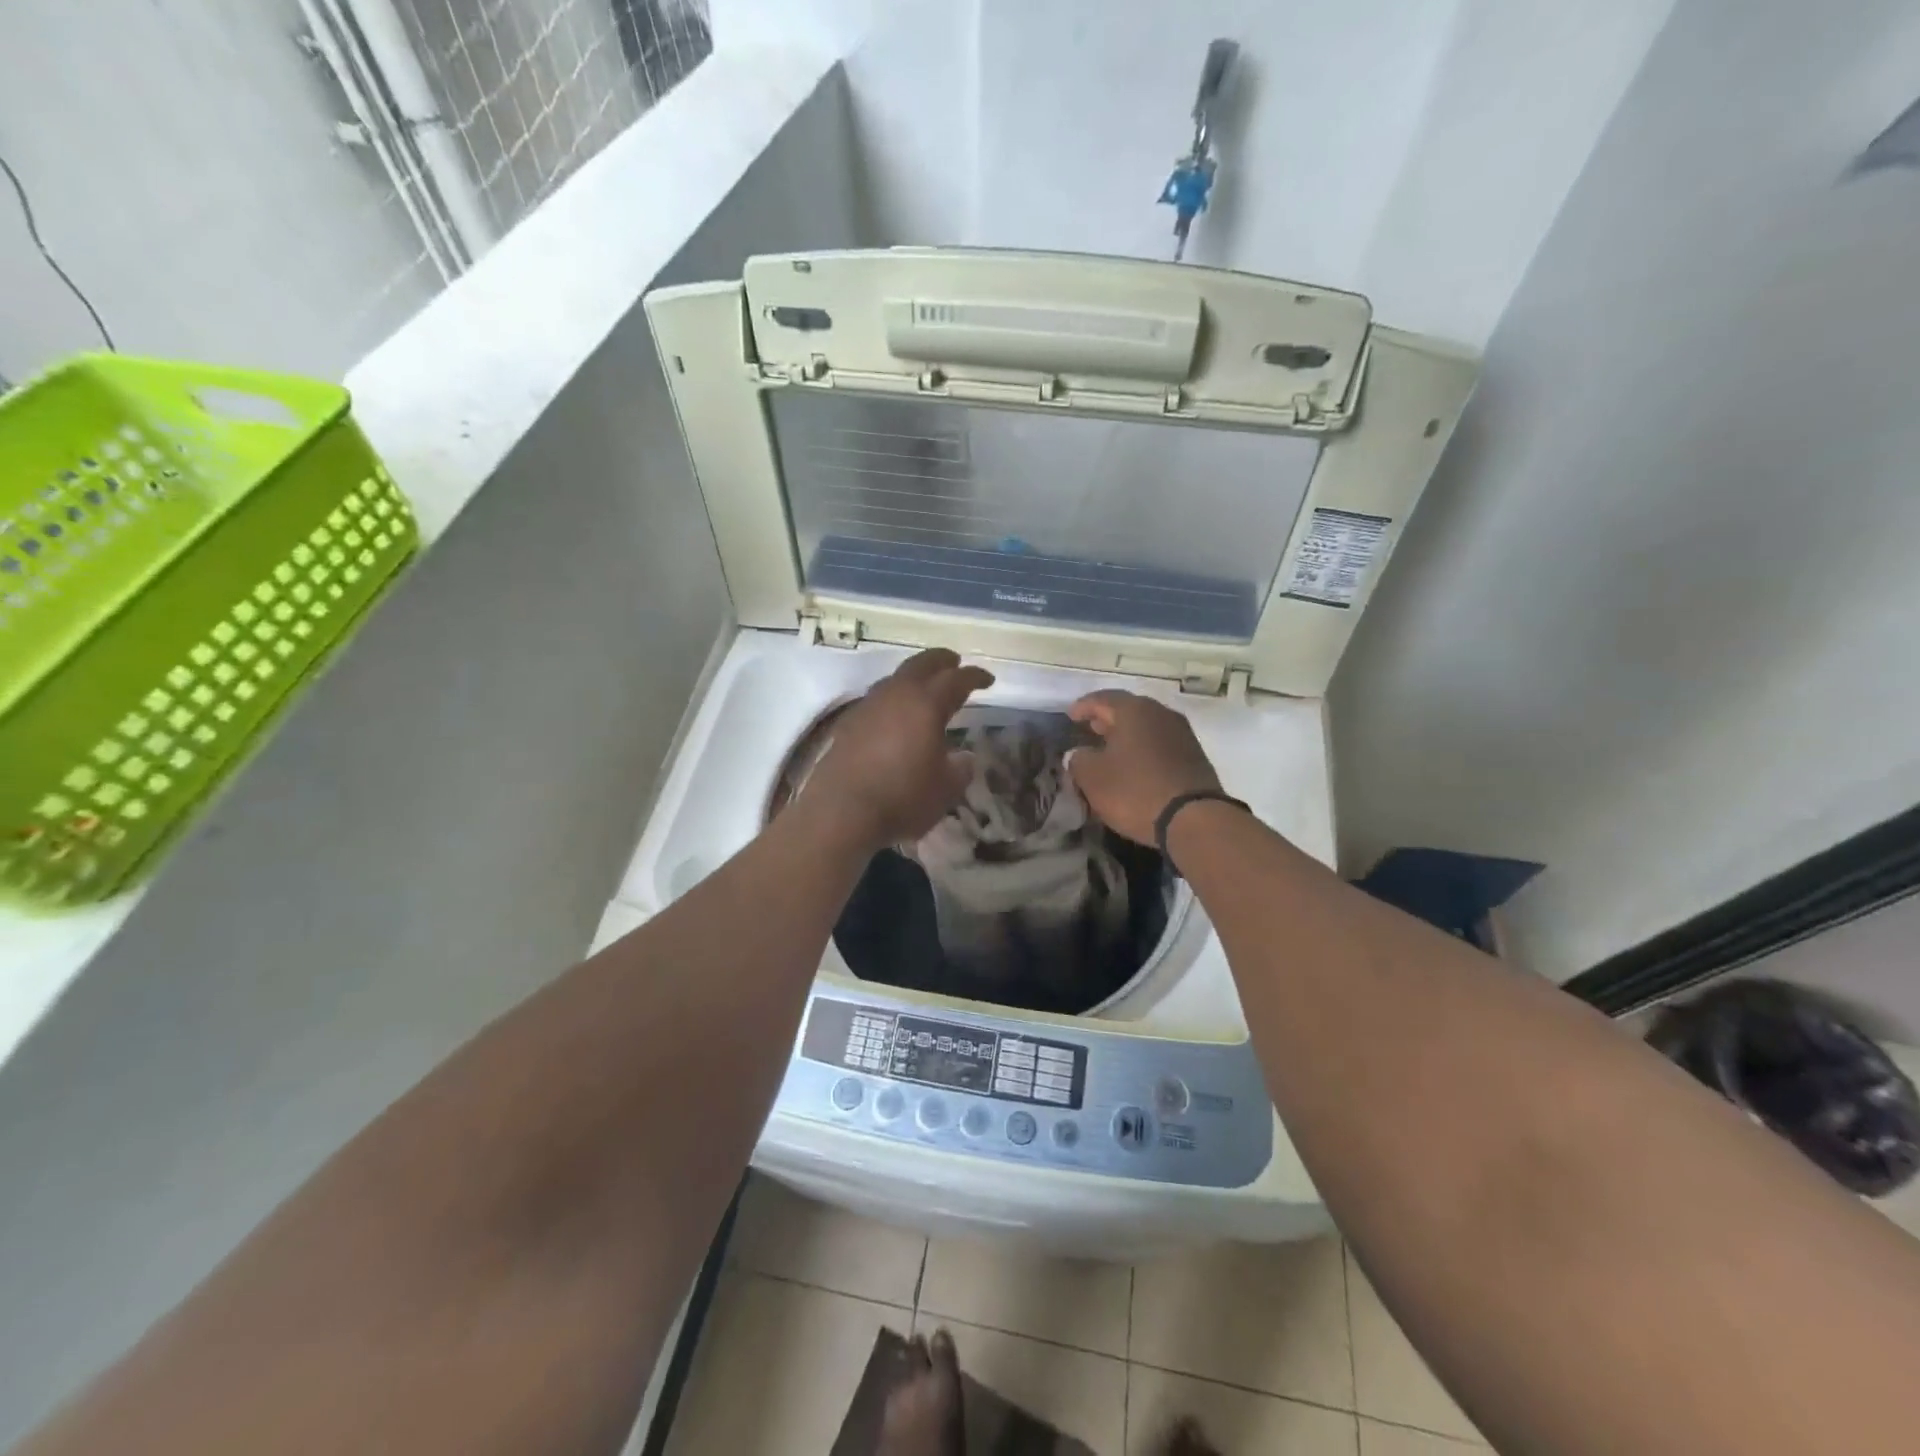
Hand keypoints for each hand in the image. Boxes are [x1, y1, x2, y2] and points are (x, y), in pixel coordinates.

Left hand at [800, 649, 994, 850]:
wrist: (841, 811)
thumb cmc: (903, 798)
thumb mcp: (946, 789)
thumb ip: (960, 769)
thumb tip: (964, 757)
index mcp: (927, 704)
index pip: (956, 679)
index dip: (975, 676)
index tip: (988, 679)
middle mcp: (896, 695)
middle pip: (922, 664)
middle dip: (941, 661)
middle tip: (955, 662)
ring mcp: (868, 706)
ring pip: (895, 678)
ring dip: (914, 677)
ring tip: (924, 688)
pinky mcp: (847, 723)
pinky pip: (877, 699)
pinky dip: (893, 699)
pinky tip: (895, 715)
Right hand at [1066, 690, 1222, 845]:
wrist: (1194, 820)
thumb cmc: (1135, 791)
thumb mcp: (1092, 777)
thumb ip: (1079, 759)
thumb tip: (1080, 753)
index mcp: (1134, 710)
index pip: (1102, 699)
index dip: (1083, 706)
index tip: (1070, 715)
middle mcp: (1161, 714)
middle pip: (1128, 710)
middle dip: (1107, 719)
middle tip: (1090, 729)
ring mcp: (1182, 734)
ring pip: (1147, 727)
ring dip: (1127, 736)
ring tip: (1110, 749)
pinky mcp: (1194, 757)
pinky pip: (1160, 745)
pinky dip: (1143, 750)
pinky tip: (1134, 765)